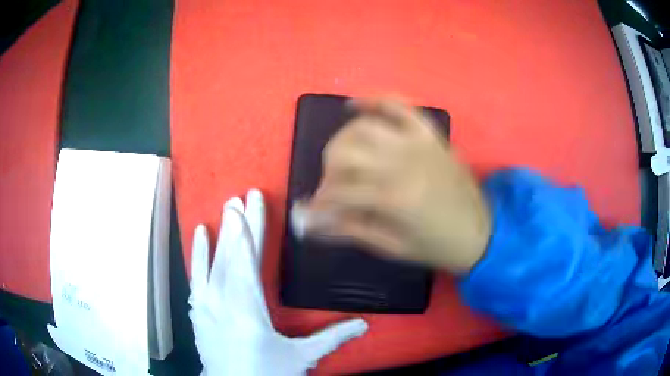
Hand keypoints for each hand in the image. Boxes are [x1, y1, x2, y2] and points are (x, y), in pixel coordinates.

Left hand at [189, 189, 367, 375]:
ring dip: (221, 234)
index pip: (249, 262)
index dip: (250, 232)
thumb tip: (364, 323)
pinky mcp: (199, 311)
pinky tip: (200, 235)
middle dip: (238, 225)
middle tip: (242, 197)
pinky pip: (197, 276)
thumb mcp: (300, 358)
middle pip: (231, 256)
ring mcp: (206, 306)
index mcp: (249, 312)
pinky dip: (198, 254)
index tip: (251, 206)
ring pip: (213, 262)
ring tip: (227, 208)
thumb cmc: (265, 374)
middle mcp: (223, 303)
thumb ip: (331, 338)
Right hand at [293, 98, 490, 273]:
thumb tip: (312, 224)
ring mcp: (418, 144)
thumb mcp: (392, 247)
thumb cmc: (437, 246)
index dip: (319, 203)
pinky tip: (355, 106)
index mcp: (393, 198)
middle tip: (332, 188)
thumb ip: (350, 230)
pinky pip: (400, 107)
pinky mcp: (430, 135)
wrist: (481, 233)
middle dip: (328, 171)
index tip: (313, 212)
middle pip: (345, 152)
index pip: (338, 191)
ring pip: (365, 127)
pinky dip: (375, 100)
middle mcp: (401, 163)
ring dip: (343, 141)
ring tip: (342, 158)